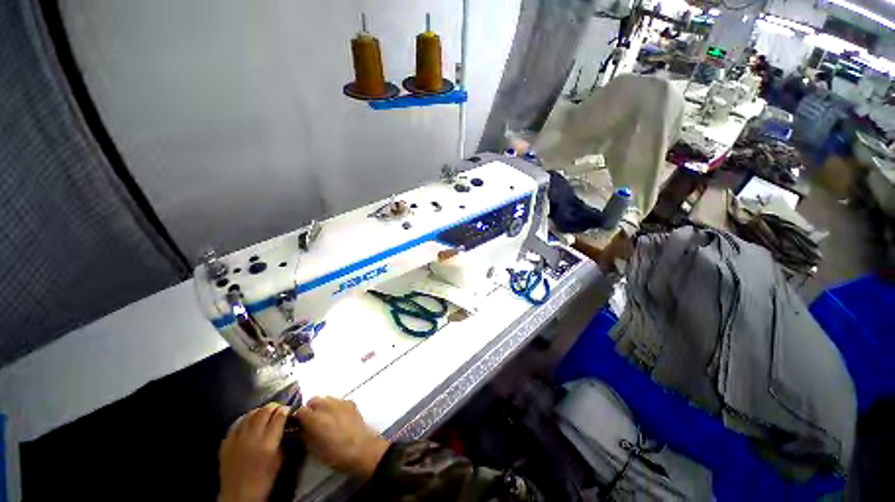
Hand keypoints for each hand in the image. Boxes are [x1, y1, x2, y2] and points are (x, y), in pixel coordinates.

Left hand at [218, 403, 288, 501]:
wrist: (239, 496)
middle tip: (278, 408)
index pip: (279, 417)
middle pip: (264, 412)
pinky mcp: (226, 443)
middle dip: (274, 407)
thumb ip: (283, 440)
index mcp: (267, 443)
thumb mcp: (279, 460)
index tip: (288, 410)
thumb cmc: (264, 480)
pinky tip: (249, 419)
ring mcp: (237, 439)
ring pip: (250, 415)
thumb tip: (287, 426)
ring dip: (260, 410)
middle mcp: (252, 438)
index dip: (285, 410)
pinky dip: (245, 418)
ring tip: (265, 412)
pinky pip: (236, 423)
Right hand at [295, 397, 389, 479]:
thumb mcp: (313, 449)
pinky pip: (338, 401)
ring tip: (324, 420)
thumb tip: (300, 429)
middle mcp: (327, 406)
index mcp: (315, 418)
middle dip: (310, 409)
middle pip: (313, 401)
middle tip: (310, 422)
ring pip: (326, 399)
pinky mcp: (351, 403)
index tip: (296, 425)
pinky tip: (337, 418)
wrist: (361, 449)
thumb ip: (305, 435)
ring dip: (322, 407)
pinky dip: (334, 407)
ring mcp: (341, 402)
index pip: (300, 411)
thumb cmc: (335, 454)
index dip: (297, 418)